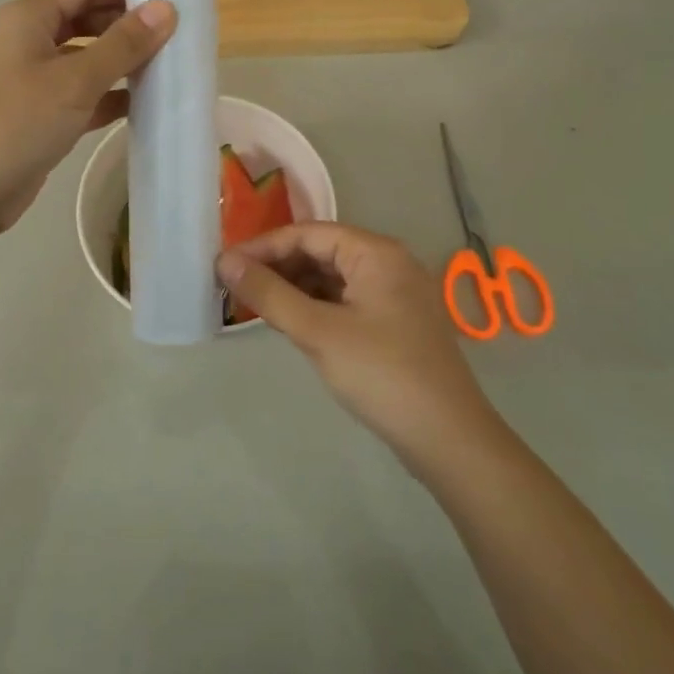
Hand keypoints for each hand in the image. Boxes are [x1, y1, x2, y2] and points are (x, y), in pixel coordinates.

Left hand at [0, 0, 175, 233]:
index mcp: (25, 19)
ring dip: (118, 62)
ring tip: (165, 65)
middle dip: (123, 25)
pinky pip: (77, 94)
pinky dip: (106, 96)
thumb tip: (166, 9)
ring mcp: (28, 80)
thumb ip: (123, 44)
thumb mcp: (76, 80)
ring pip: (81, 59)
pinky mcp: (35, 115)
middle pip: (80, 20)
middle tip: (171, 33)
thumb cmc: (18, 122)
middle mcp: (24, 42)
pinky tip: (141, 104)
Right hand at [217, 223, 497, 463]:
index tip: (225, 265)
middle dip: (277, 266)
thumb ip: (269, 294)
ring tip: (255, 304)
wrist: (448, 439)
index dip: (263, 246)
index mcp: (375, 252)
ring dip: (294, 287)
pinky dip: (316, 306)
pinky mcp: (395, 322)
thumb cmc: (381, 374)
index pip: (308, 233)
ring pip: (333, 277)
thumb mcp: (318, 332)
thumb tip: (226, 262)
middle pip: (321, 251)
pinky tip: (291, 322)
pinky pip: (346, 300)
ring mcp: (395, 294)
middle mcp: (388, 263)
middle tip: (235, 287)